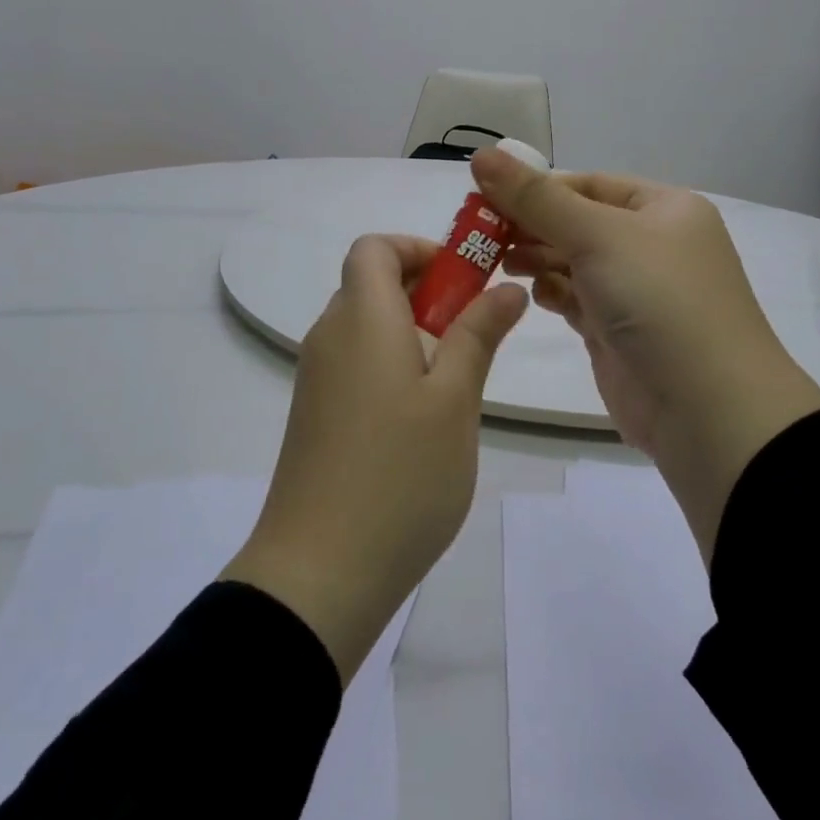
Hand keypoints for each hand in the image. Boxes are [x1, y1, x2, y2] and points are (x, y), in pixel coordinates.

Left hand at [223, 234, 527, 681]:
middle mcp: (329, 337)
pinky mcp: (315, 416)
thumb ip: (478, 335)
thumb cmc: (400, 475)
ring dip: (414, 333)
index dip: (418, 248)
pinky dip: (392, 366)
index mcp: (360, 318)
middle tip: (475, 334)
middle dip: (427, 292)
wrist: (319, 572)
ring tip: (457, 384)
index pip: (373, 248)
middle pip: (372, 285)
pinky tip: (424, 420)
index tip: (464, 279)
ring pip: (368, 328)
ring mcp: (317, 379)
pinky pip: (357, 365)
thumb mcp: (455, 400)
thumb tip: (504, 287)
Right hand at [473, 150, 819, 564]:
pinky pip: (575, 300)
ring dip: (536, 259)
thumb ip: (536, 198)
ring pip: (573, 262)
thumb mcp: (598, 235)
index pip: (590, 184)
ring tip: (500, 262)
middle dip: (531, 225)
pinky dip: (552, 293)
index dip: (538, 187)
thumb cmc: (659, 300)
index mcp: (664, 209)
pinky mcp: (617, 332)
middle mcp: (653, 245)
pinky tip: (532, 294)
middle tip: (480, 235)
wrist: (707, 409)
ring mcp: (635, 291)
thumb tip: (482, 153)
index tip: (486, 196)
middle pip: (577, 222)